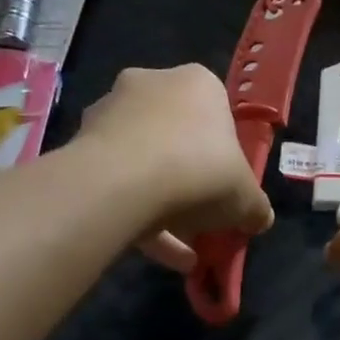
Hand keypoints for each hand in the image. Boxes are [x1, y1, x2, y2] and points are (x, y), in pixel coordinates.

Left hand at [74, 65, 272, 271]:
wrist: (123, 182)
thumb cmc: (200, 170)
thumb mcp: (247, 196)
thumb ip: (256, 207)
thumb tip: (259, 219)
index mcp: (197, 83)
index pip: (217, 113)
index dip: (225, 155)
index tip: (227, 187)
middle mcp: (151, 85)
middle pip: (177, 136)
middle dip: (190, 179)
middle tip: (203, 217)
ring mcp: (110, 112)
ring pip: (144, 161)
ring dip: (163, 204)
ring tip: (182, 252)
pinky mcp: (81, 144)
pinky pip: (117, 182)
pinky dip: (138, 216)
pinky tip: (159, 255)